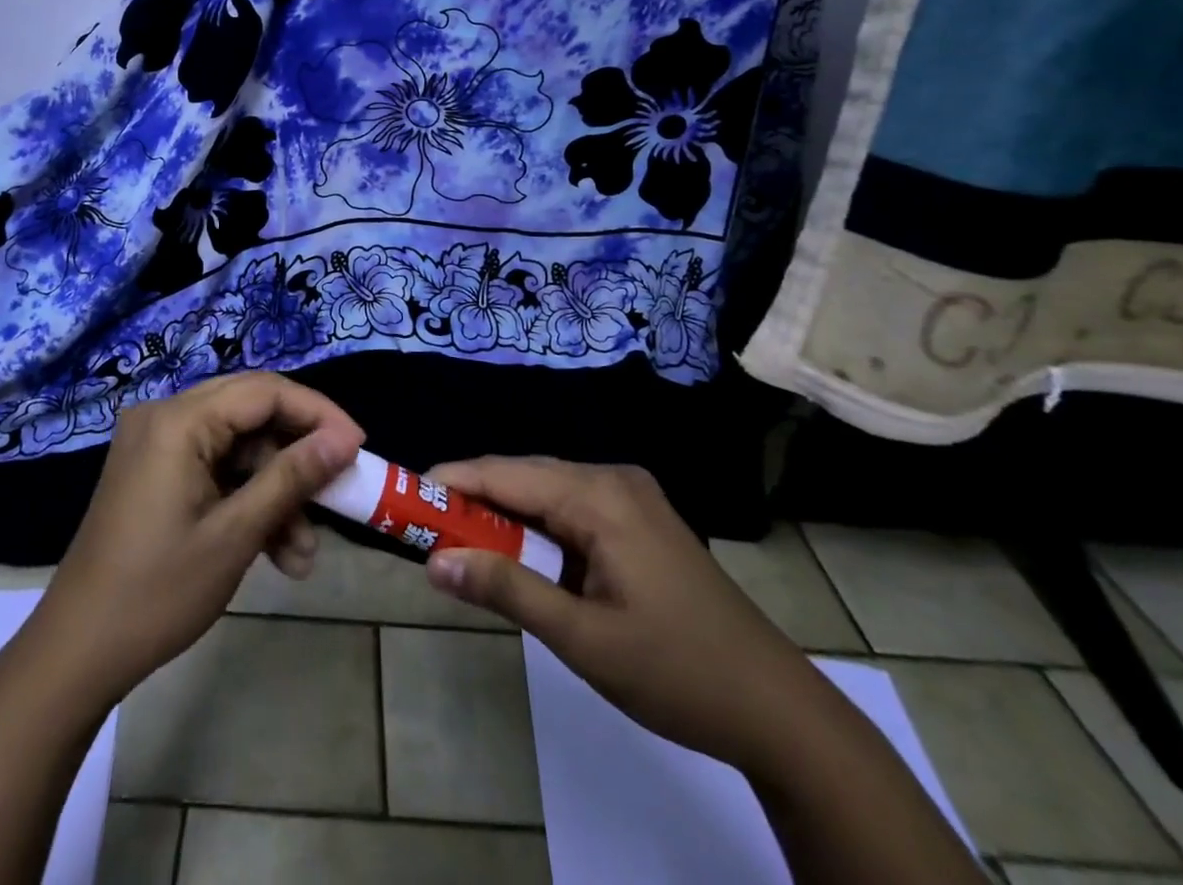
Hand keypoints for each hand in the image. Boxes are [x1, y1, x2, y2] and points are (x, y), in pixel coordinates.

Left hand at [28, 373, 363, 703]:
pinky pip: (216, 467)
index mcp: (178, 420)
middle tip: (339, 486)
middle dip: (298, 453)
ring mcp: (157, 443)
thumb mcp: (236, 535)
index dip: (317, 414)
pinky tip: (277, 551)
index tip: (358, 447)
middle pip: (252, 413)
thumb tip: (343, 440)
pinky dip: (247, 500)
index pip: (264, 391)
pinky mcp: (156, 470)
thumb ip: (292, 478)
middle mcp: (165, 416)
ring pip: (238, 447)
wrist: (76, 653)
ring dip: (275, 491)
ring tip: (303, 554)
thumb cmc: (157, 592)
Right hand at [423, 456, 821, 775]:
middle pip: (524, 476)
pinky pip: (569, 508)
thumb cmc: (677, 673)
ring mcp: (629, 496)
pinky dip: (535, 528)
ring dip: (503, 516)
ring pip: (545, 491)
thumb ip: (507, 590)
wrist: (777, 710)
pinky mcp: (638, 518)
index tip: (405, 497)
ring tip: (459, 543)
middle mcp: (612, 479)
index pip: (506, 473)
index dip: (452, 481)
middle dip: (473, 500)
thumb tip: (435, 562)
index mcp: (600, 496)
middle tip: (424, 529)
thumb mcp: (583, 639)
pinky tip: (517, 554)